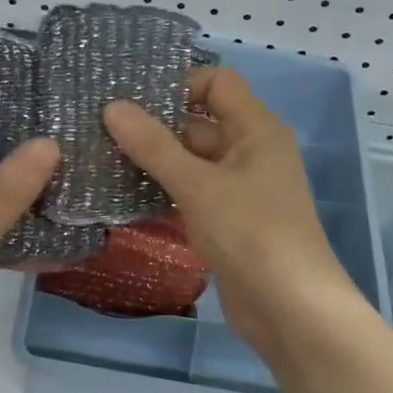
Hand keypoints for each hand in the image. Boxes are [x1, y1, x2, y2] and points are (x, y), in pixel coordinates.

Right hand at [104, 68, 364, 356]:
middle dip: (155, 125)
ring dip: (155, 161)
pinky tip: (125, 196)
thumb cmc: (251, 234)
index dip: (178, 84)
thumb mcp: (198, 185)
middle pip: (200, 122)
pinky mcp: (229, 221)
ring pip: (192, 161)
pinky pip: (193, 193)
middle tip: (101, 130)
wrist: (291, 310)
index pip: (217, 83)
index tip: (132, 100)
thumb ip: (154, 146)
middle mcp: (251, 151)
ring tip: (103, 158)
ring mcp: (240, 189)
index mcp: (256, 130)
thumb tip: (112, 107)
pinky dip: (164, 191)